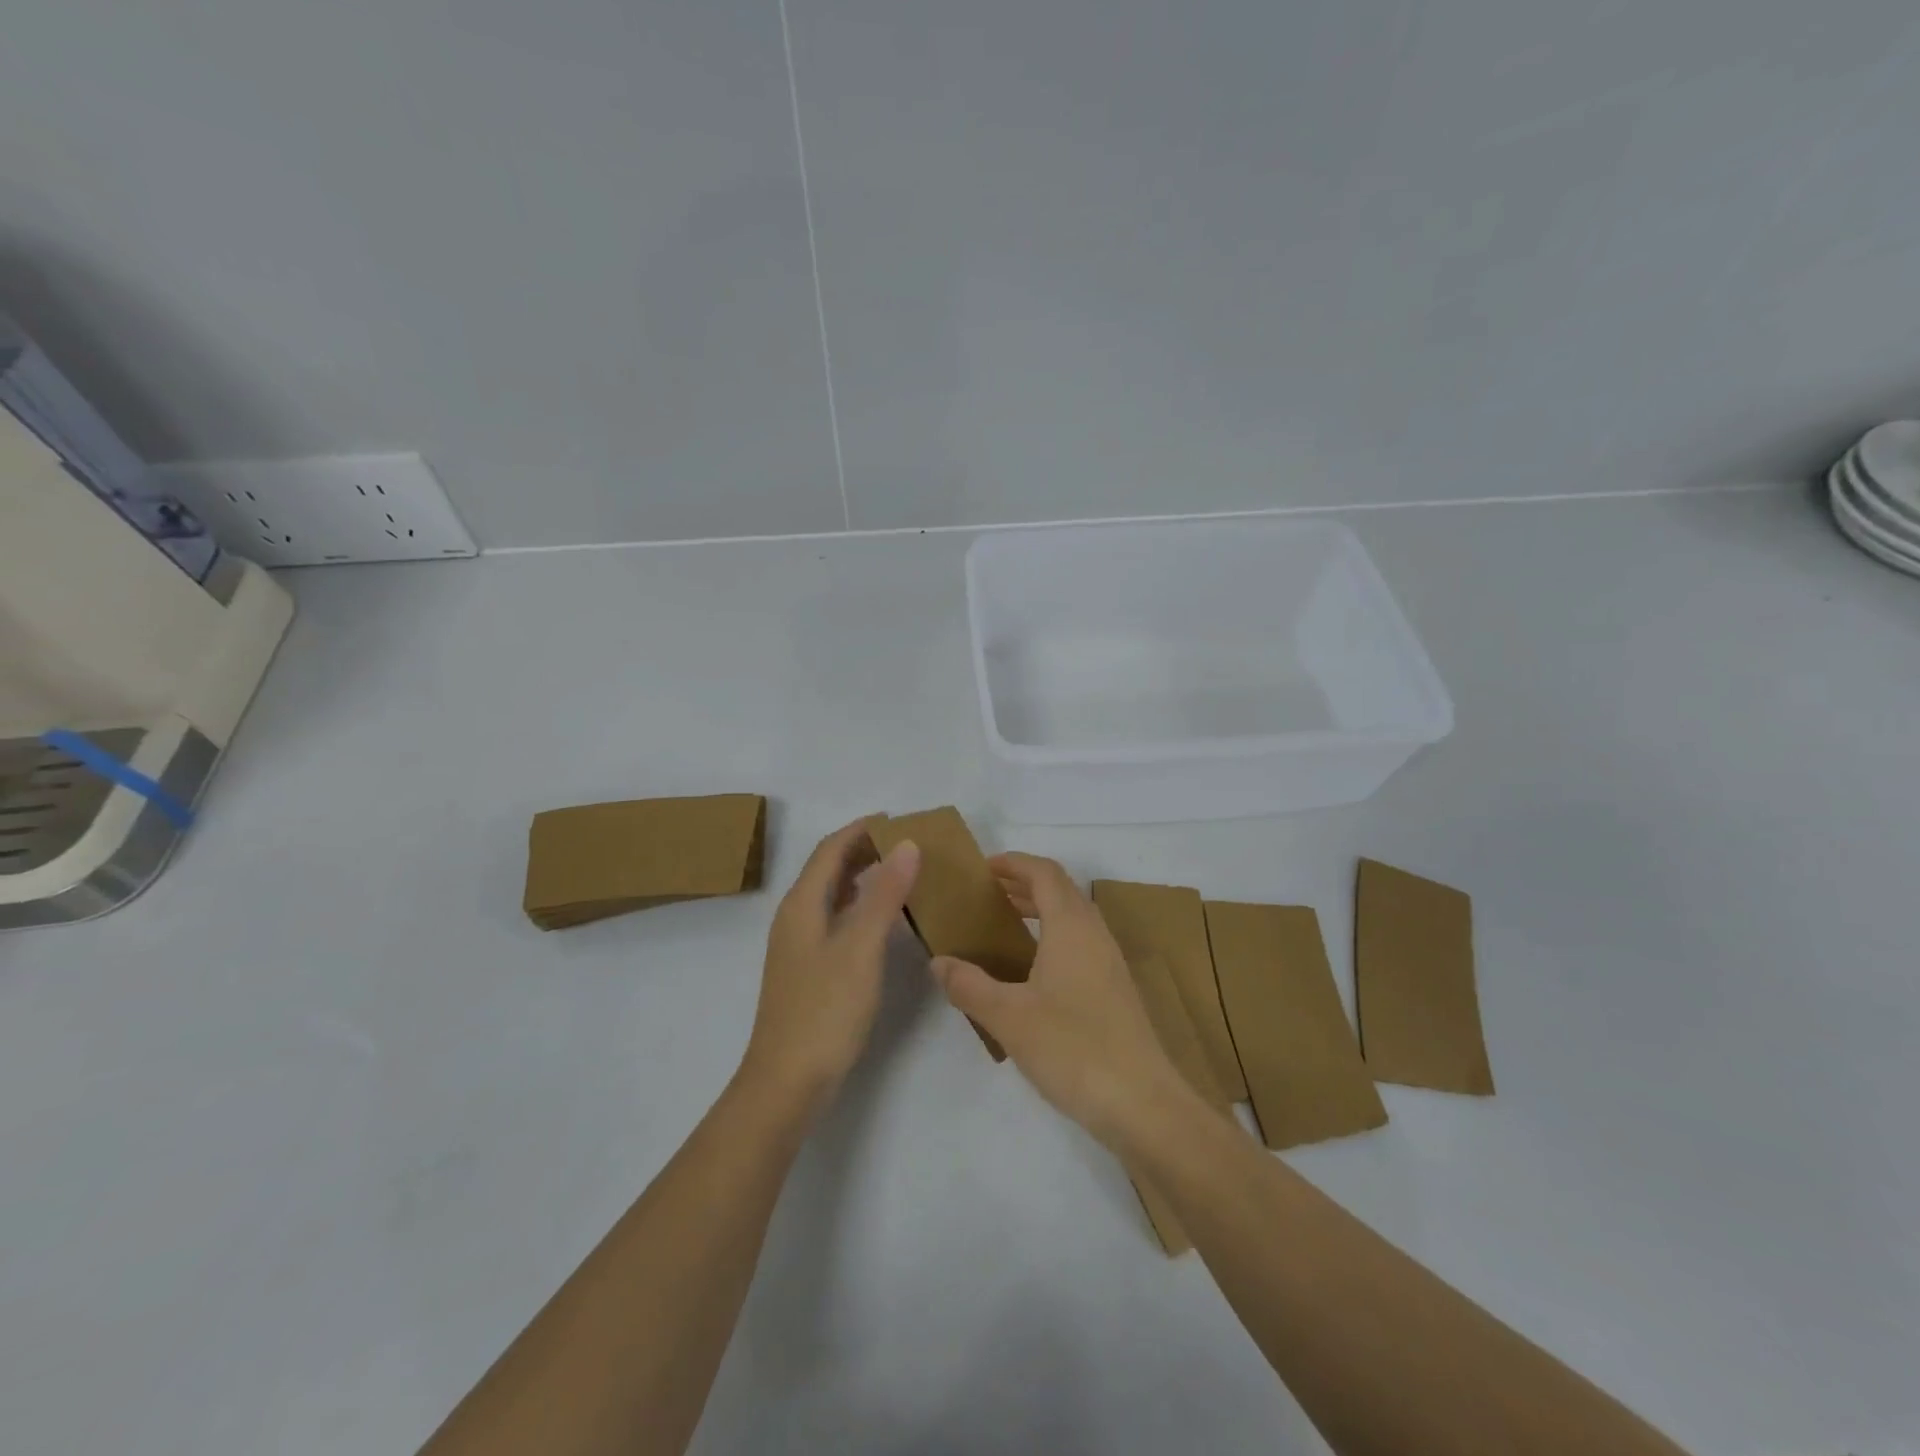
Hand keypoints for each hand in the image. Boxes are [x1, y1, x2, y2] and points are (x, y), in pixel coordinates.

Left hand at [740, 820, 919, 1121]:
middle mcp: (795, 917)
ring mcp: (798, 945)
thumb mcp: (861, 947)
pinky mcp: (807, 968)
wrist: (788, 1081)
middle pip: (827, 868)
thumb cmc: (825, 1010)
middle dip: (862, 849)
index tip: (899, 820)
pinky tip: (880, 920)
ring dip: (861, 876)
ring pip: (830, 894)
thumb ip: (884, 894)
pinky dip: (858, 905)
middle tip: (906, 845)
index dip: (861, 829)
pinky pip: (834, 919)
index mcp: (802, 904)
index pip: (830, 849)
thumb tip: (906, 844)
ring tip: (899, 873)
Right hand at [929, 852, 1184, 1148]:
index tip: (983, 868)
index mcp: (1071, 926)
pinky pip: (1081, 942)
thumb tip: (939, 962)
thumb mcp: (1009, 1017)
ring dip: (1041, 909)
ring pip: (1073, 916)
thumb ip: (969, 985)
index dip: (1014, 863)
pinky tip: (1033, 969)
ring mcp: (1110, 962)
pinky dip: (1053, 935)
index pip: (1044, 873)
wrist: (1142, 1103)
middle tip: (987, 895)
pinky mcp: (1115, 989)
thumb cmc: (1073, 1048)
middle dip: (1024, 884)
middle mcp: (1095, 934)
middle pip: (1061, 890)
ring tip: (1005, 925)